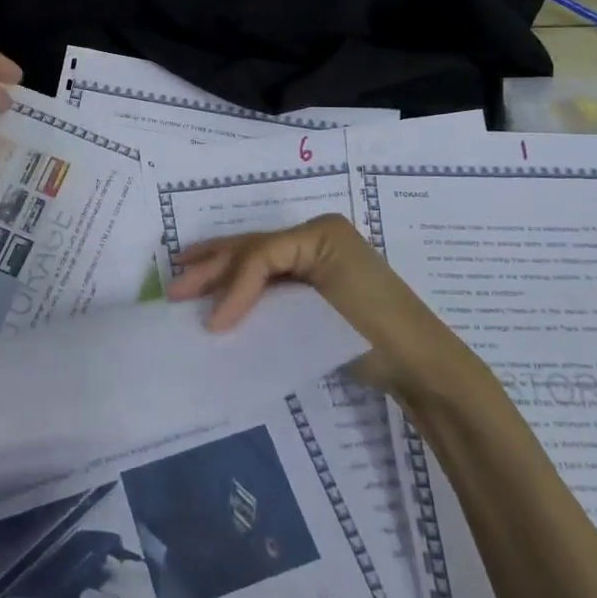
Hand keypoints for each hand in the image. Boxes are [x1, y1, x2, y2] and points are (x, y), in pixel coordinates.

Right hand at [166, 214, 465, 394]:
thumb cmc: (375, 330)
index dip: (231, 285)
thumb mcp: (319, 307)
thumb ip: (265, 299)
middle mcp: (314, 236)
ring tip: (182, 269)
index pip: (260, 253)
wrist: (422, 365)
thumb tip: (217, 317)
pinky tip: (220, 289)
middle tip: (174, 287)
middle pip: (252, 248)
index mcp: (319, 232)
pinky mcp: (315, 281)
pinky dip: (241, 283)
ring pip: (255, 257)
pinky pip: (269, 275)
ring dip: (219, 267)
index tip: (213, 324)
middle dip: (210, 266)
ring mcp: (315, 256)